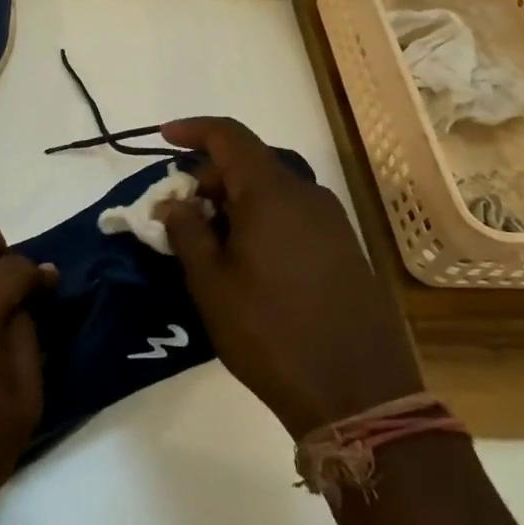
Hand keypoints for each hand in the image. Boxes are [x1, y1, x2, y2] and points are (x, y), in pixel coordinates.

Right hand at [158, 117, 423, 438]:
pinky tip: (248, 261)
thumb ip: (187, 231)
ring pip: (273, 191)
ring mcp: (333, 222)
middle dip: (209, 177)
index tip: (165, 137)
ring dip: (235, 201)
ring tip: (209, 242)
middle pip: (250, 163)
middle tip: (179, 214)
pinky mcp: (346, 249)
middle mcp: (307, 195)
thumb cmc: (270, 332)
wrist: (359, 394)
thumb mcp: (211, 284)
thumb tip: (174, 202)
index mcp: (272, 193)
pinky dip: (263, 220)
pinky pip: (294, 215)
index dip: (194, 130)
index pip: (229, 136)